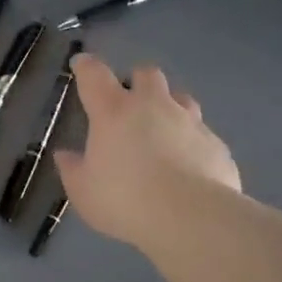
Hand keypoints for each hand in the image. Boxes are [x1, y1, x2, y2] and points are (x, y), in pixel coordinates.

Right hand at [52, 54, 241, 248]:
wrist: (190, 217)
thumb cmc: (125, 200)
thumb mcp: (84, 192)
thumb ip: (72, 170)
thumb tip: (65, 155)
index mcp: (113, 111)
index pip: (94, 75)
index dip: (86, 66)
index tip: (81, 64)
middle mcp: (153, 106)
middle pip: (147, 74)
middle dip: (137, 81)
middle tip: (130, 103)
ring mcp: (189, 122)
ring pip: (181, 98)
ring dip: (170, 107)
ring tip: (164, 131)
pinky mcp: (215, 145)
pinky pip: (202, 134)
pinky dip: (193, 143)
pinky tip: (190, 166)